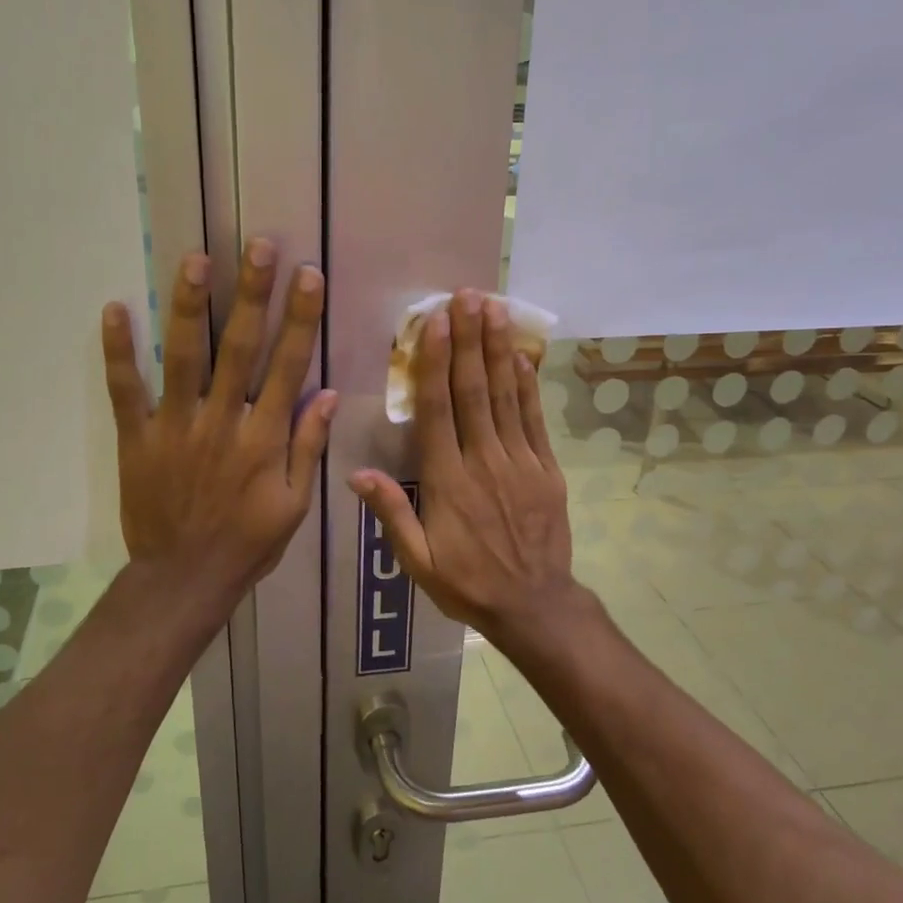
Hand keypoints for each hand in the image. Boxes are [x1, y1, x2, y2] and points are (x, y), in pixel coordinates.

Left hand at [102, 239, 336, 617]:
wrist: (184, 578)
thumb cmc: (247, 543)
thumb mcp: (295, 505)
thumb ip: (309, 447)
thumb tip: (329, 394)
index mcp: (264, 439)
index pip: (288, 366)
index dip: (300, 319)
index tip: (307, 275)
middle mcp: (222, 423)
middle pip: (239, 348)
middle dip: (251, 294)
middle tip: (258, 245)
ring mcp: (175, 428)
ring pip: (184, 358)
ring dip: (189, 306)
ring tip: (194, 259)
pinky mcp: (137, 438)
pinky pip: (125, 390)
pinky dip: (119, 351)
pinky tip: (115, 309)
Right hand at [348, 291, 582, 647]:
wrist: (534, 606)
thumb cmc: (467, 584)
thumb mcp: (418, 561)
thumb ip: (391, 514)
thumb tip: (356, 473)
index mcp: (447, 481)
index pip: (437, 411)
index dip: (435, 363)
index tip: (436, 323)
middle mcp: (483, 461)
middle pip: (473, 391)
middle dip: (469, 340)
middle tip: (467, 297)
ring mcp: (520, 462)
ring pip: (505, 397)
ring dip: (497, 350)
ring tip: (494, 309)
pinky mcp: (546, 469)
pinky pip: (534, 420)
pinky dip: (527, 385)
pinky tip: (521, 356)